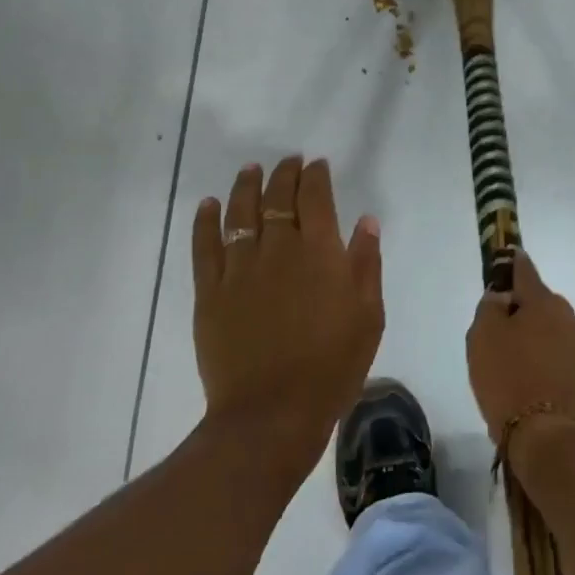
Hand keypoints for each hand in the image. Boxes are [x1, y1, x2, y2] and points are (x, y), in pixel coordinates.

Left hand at [192, 157, 383, 457]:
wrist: (272, 413)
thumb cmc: (332, 366)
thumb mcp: (369, 316)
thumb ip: (366, 264)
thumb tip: (366, 221)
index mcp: (320, 252)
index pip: (315, 197)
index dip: (315, 176)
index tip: (316, 165)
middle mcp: (278, 249)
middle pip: (277, 198)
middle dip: (284, 174)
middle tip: (288, 162)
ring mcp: (240, 269)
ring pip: (240, 213)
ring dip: (246, 187)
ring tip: (250, 170)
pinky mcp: (211, 292)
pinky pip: (205, 247)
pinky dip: (205, 221)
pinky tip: (207, 205)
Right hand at [467, 251, 574, 446]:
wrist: (552, 443)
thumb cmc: (509, 382)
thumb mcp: (481, 340)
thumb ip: (490, 309)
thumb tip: (502, 297)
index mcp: (546, 304)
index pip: (526, 273)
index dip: (514, 266)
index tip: (511, 257)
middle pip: (546, 309)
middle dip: (529, 317)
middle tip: (506, 342)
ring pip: (562, 339)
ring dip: (546, 346)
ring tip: (525, 375)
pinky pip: (572, 367)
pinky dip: (558, 372)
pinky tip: (543, 394)